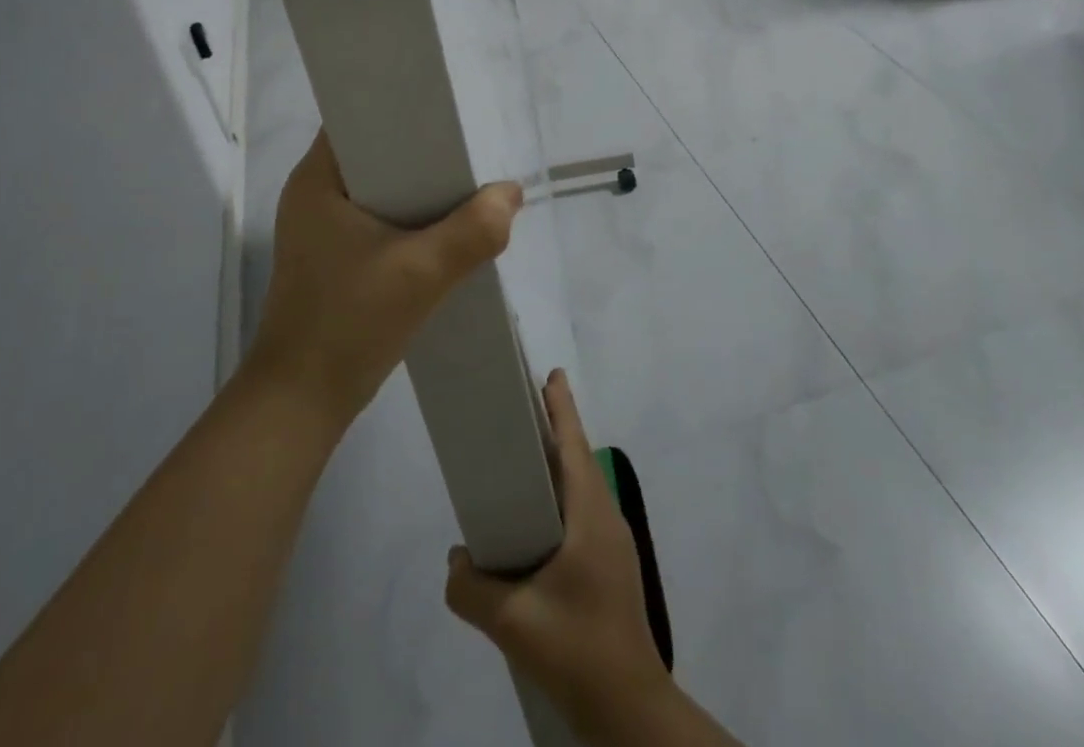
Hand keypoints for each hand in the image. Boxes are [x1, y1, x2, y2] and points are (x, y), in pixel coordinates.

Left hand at [245, 131, 523, 427]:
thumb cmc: (349, 323)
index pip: (358, 116)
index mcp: (317, 179)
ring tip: (466, 183)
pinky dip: (409, 218)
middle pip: (375, 152)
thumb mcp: (421, 274)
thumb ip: (473, 231)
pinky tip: (444, 228)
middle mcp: (314, 193)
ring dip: (419, 188)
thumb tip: (510, 193)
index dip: (401, 107)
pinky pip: (378, 217)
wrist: (302, 402)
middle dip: (422, 151)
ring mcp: (320, 227)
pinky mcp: (333, 256)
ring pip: (380, 187)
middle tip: (469, 149)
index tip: (447, 111)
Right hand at [445, 371, 672, 732]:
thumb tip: (454, 562)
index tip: (549, 374)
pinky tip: (536, 521)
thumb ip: (472, 589)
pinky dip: (561, 496)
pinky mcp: (611, 567)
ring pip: (582, 487)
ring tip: (521, 460)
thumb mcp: (513, 622)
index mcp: (590, 515)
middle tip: (521, 409)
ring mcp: (613, 544)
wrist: (629, 709)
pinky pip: (583, 512)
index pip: (575, 444)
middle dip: (554, 429)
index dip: (561, 407)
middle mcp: (606, 519)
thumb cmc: (577, 648)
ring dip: (558, 465)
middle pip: (579, 459)